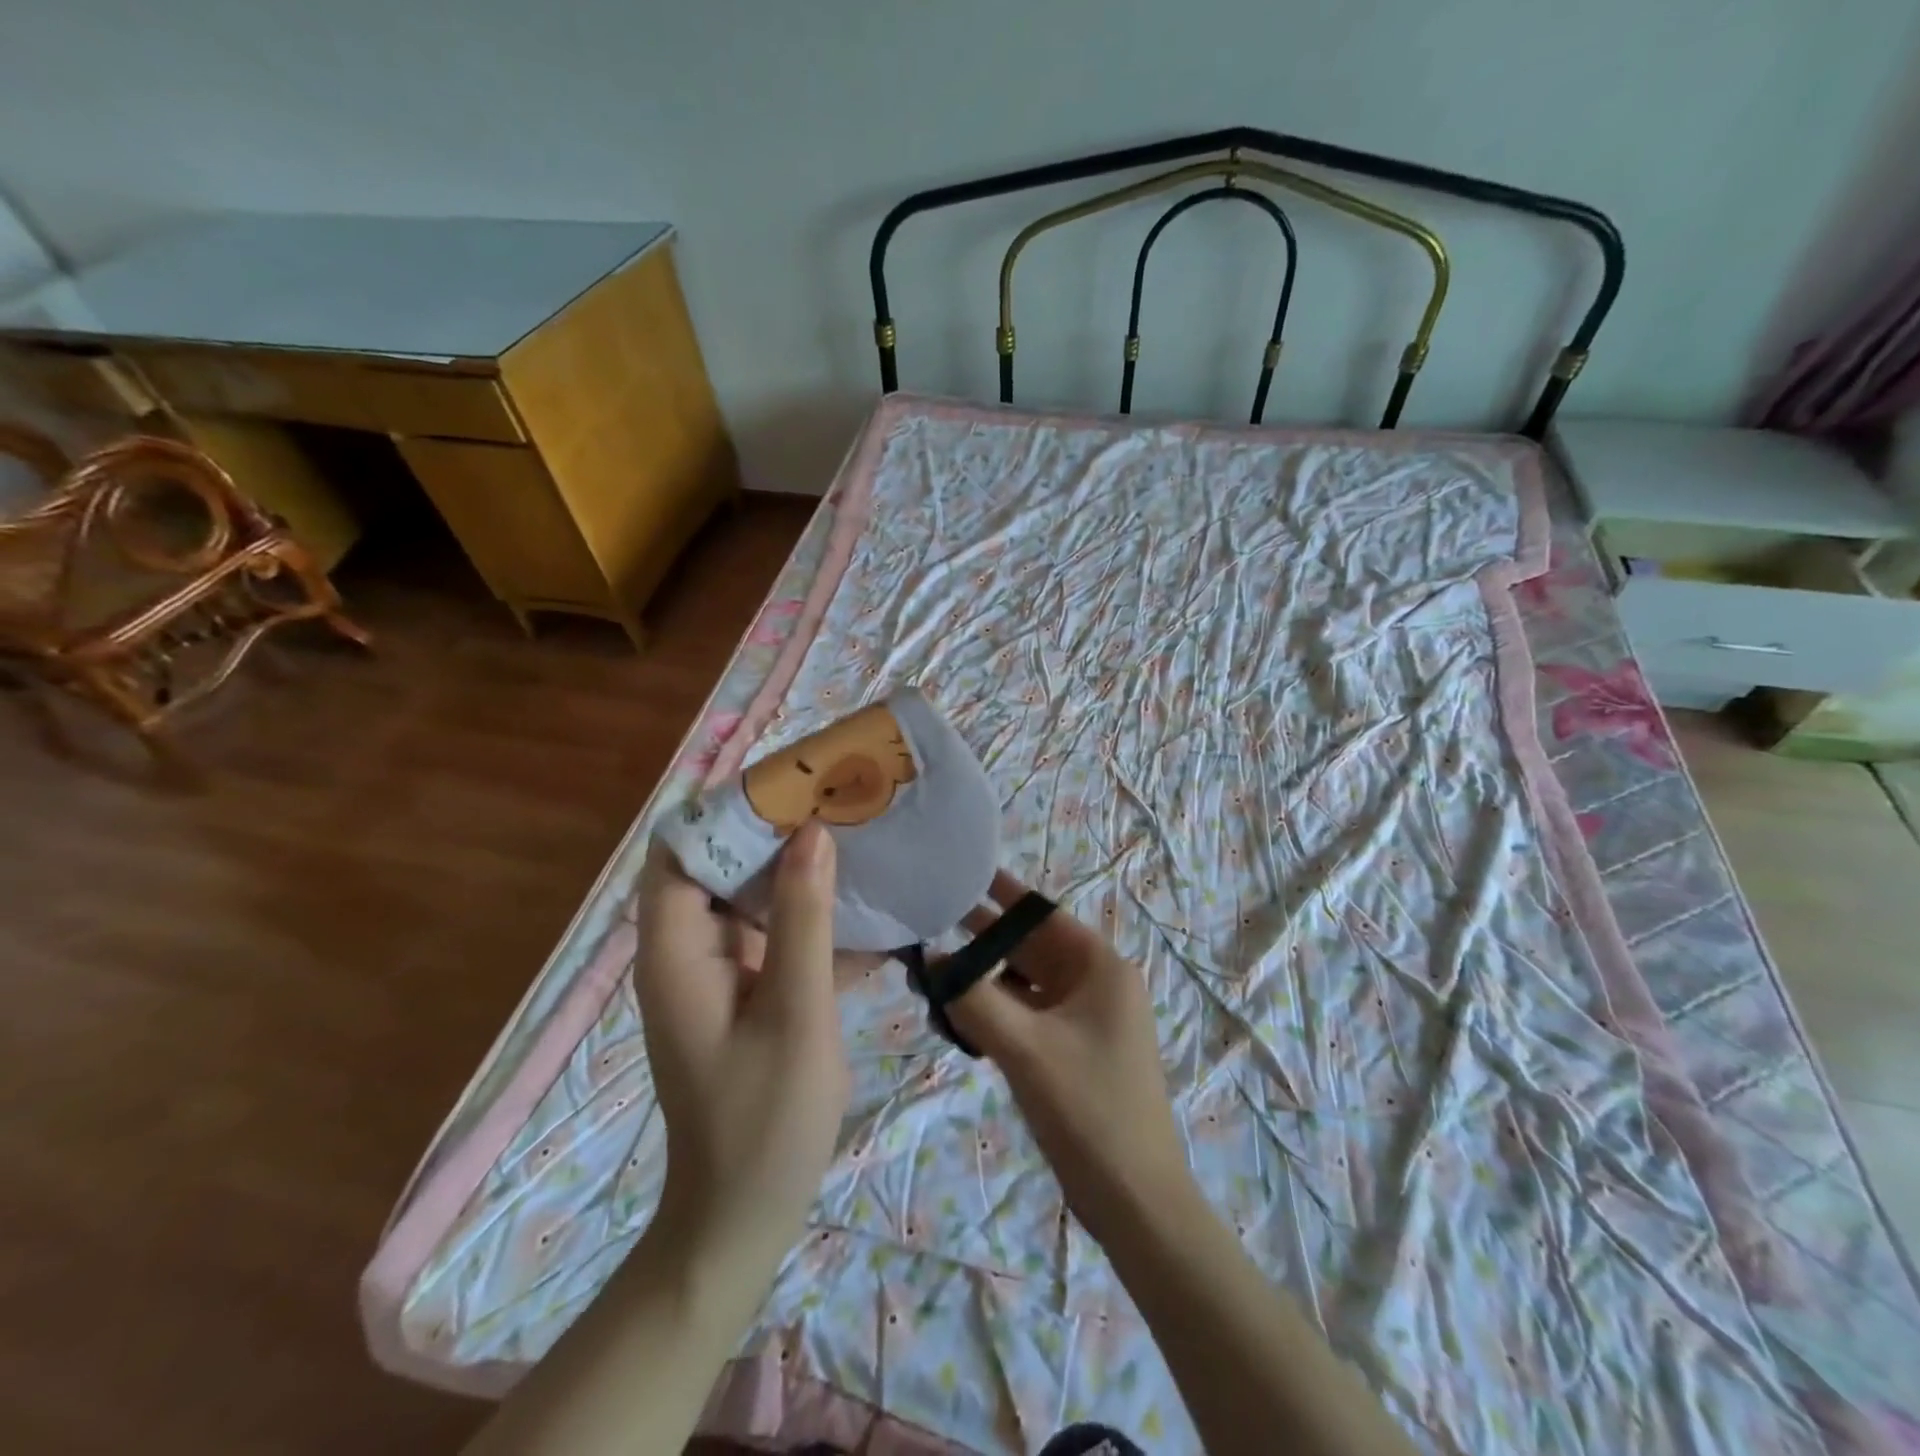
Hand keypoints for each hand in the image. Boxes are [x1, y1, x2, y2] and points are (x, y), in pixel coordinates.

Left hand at [633, 822, 850, 1272]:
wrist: (743, 1220)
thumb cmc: (764, 1121)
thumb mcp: (794, 1012)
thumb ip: (802, 920)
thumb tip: (811, 834)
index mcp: (677, 952)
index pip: (680, 852)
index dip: (726, 811)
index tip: (789, 783)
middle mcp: (687, 953)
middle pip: (718, 868)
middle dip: (773, 833)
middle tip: (835, 802)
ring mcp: (716, 977)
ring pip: (751, 902)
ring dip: (799, 874)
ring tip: (857, 839)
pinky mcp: (745, 997)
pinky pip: (775, 940)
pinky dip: (812, 921)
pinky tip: (869, 914)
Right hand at [946, 872, 1191, 1242]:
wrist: (1137, 1202)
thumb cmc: (1088, 1110)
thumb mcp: (1025, 1048)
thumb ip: (973, 998)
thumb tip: (930, 960)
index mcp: (1100, 967)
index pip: (1042, 914)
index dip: (1000, 893)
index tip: (958, 871)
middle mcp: (1096, 983)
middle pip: (1031, 946)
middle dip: (983, 935)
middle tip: (928, 916)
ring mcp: (1086, 1018)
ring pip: (1027, 981)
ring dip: (986, 975)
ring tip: (933, 962)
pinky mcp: (1074, 1049)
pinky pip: (1030, 1013)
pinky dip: (997, 1008)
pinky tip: (959, 1010)